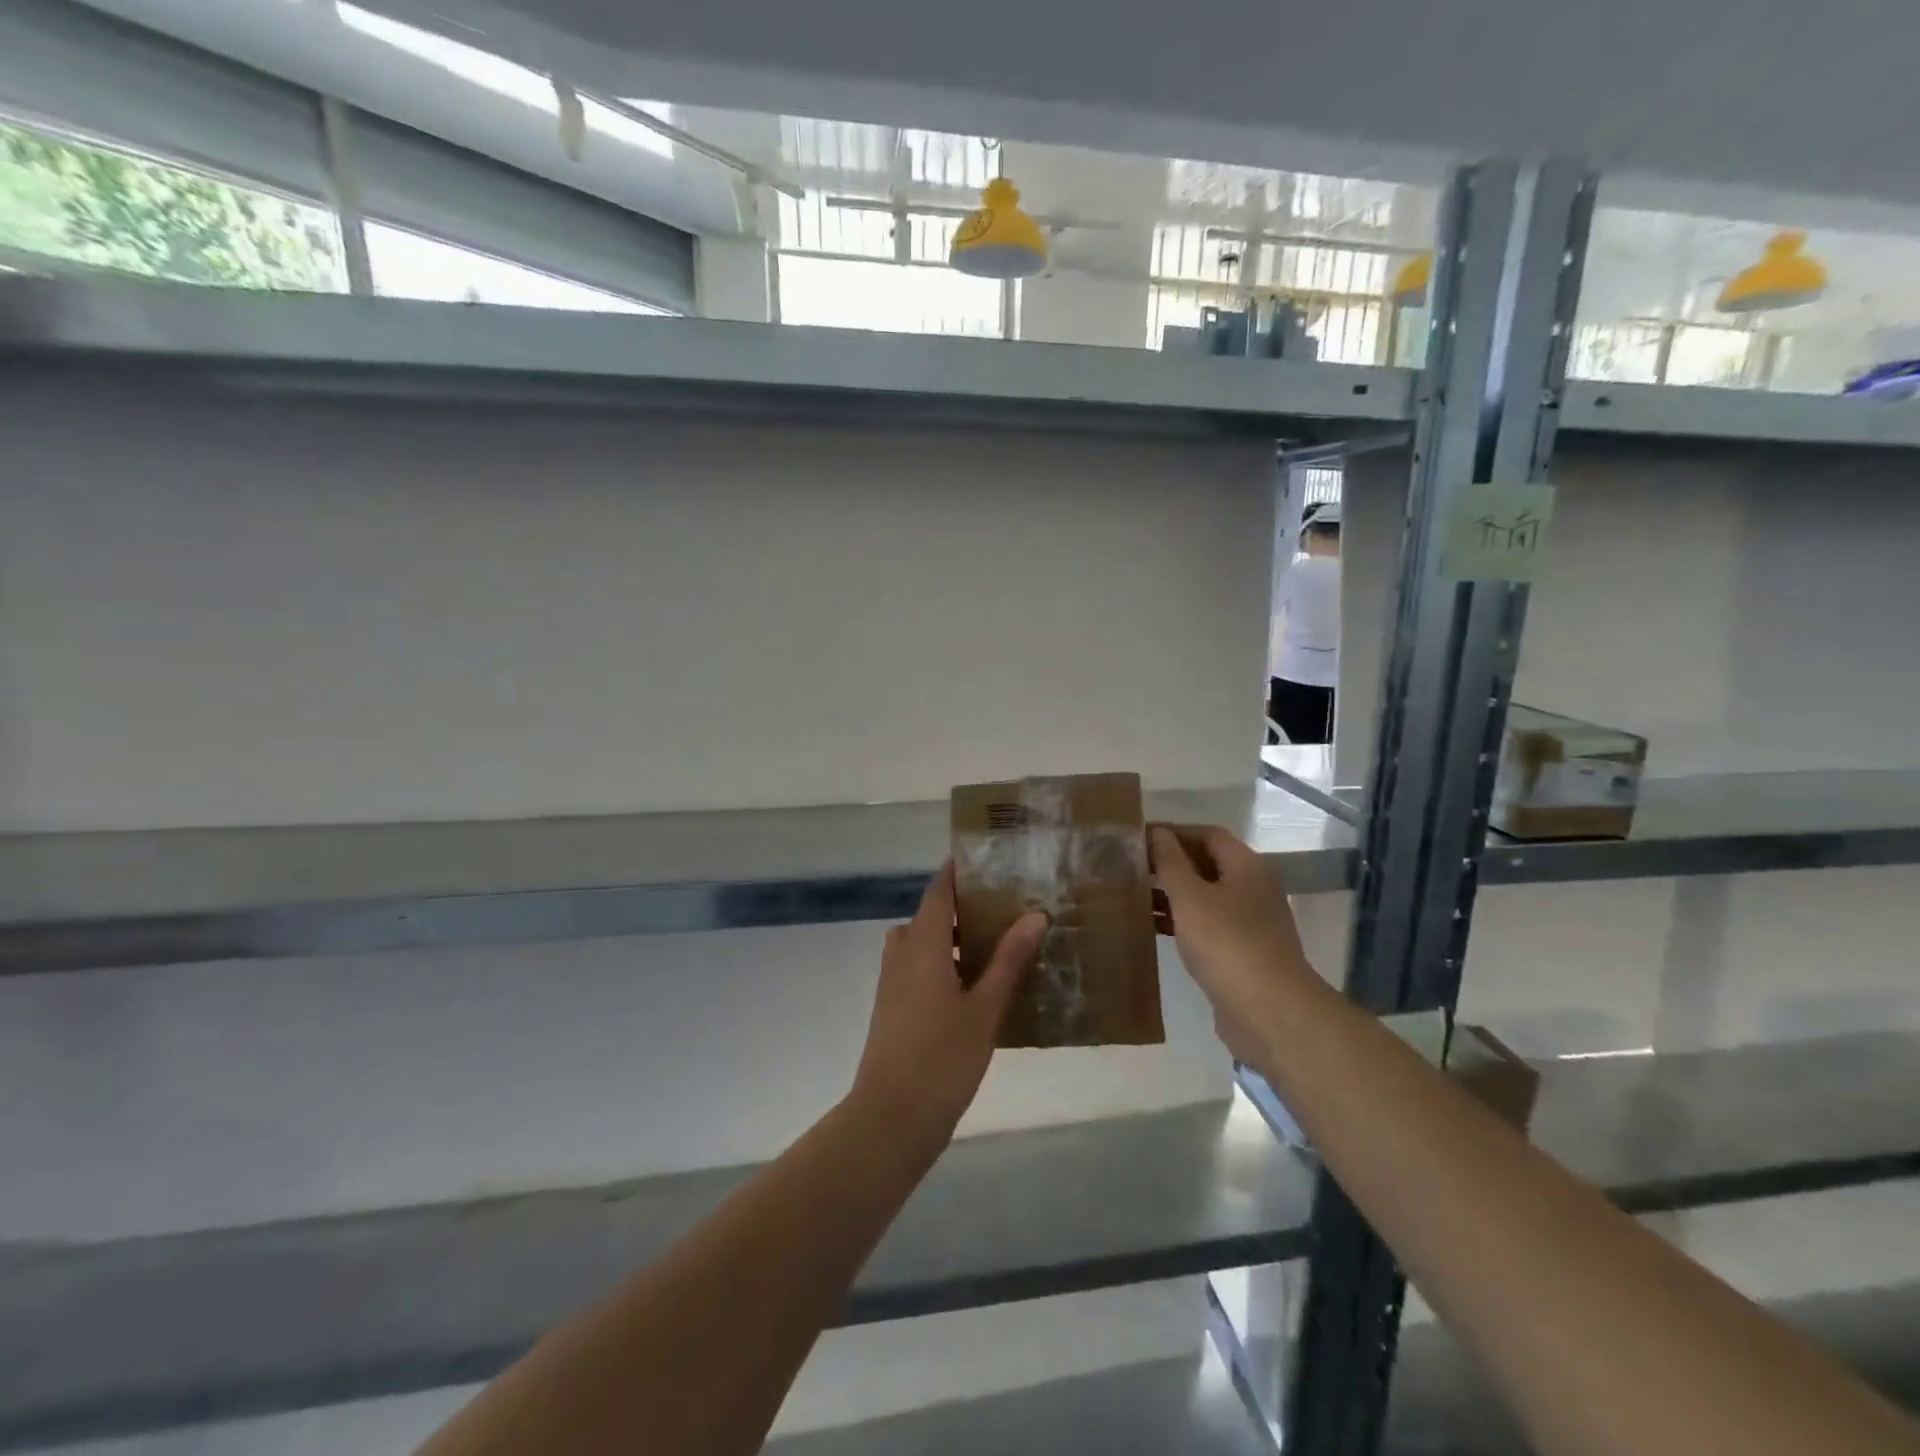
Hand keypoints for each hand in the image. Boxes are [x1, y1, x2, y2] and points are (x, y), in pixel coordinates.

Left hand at [852, 862, 1046, 1148]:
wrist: (891, 1118)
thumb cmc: (941, 1057)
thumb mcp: (984, 1008)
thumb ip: (1008, 960)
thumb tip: (1033, 915)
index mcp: (921, 944)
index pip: (939, 890)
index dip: (958, 871)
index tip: (987, 858)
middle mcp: (902, 953)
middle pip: (931, 915)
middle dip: (964, 907)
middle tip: (1006, 905)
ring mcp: (893, 981)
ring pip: (923, 943)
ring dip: (953, 938)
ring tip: (997, 944)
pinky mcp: (893, 1006)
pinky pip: (919, 967)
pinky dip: (944, 963)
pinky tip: (977, 985)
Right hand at [1150, 825, 1315, 1062]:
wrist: (1271, 1013)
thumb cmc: (1228, 945)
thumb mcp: (1191, 898)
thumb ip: (1171, 862)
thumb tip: (1158, 832)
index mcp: (1247, 867)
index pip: (1207, 835)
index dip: (1173, 832)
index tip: (1137, 837)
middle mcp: (1252, 889)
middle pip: (1206, 864)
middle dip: (1168, 863)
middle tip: (1128, 865)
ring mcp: (1248, 922)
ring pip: (1203, 897)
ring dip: (1170, 893)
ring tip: (1130, 893)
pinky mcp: (1240, 952)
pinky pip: (1205, 925)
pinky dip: (1179, 921)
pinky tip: (1150, 927)